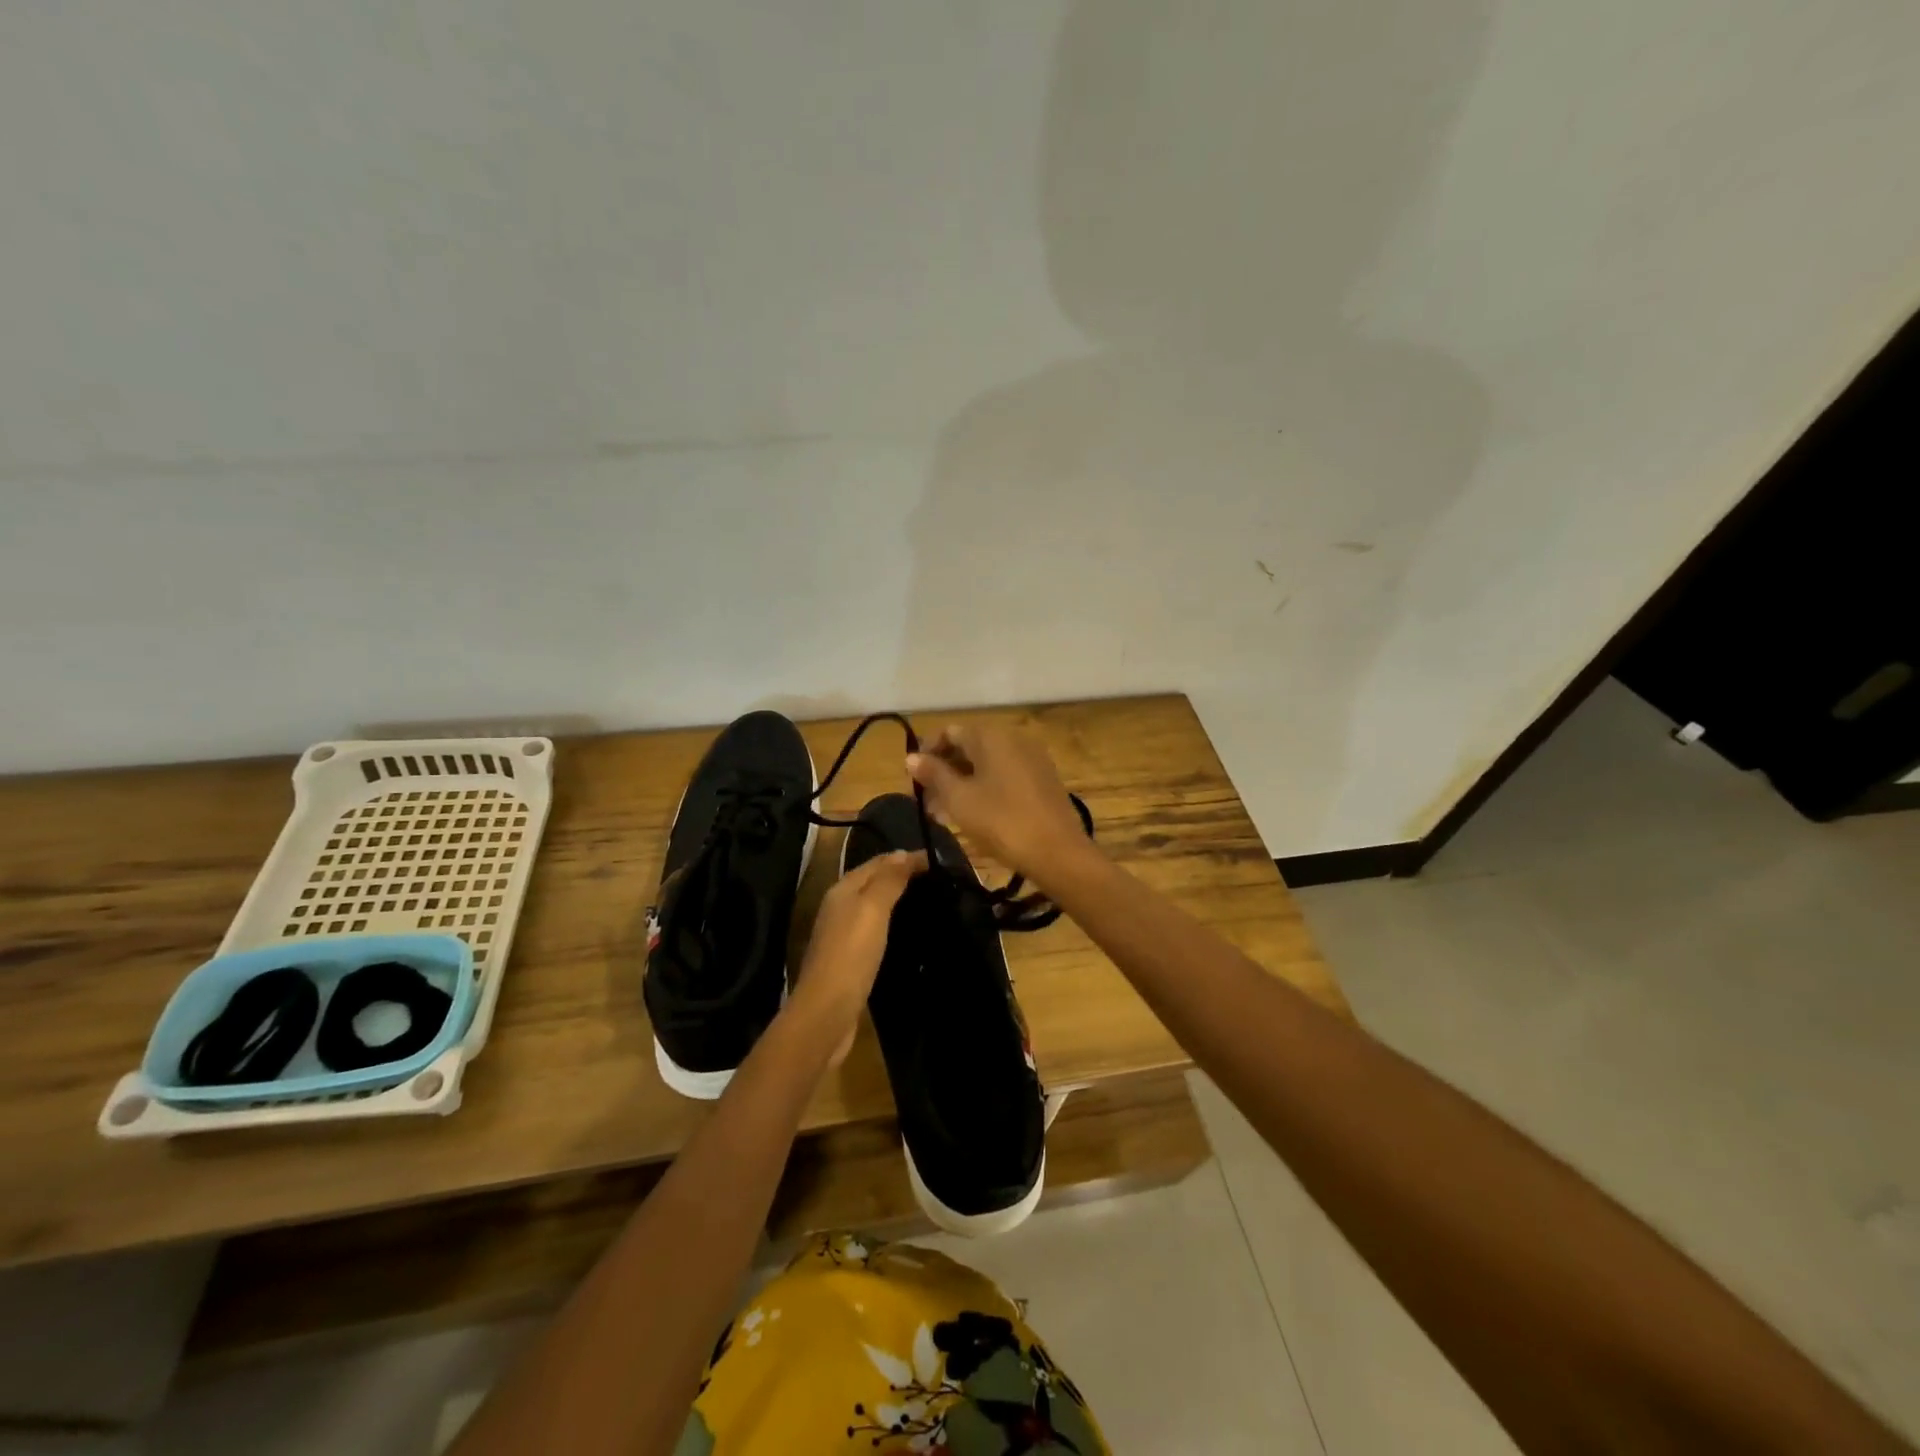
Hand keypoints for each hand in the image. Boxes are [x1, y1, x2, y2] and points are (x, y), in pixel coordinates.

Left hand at [790, 849, 925, 1063]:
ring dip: (898, 900)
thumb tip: (903, 852)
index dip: (906, 857)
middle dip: (902, 875)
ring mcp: (843, 935)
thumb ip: (888, 880)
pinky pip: (875, 931)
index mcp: (843, 890)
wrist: (827, 1012)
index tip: (940, 860)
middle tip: (939, 878)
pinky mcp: (850, 960)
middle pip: (874, 882)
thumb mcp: (872, 909)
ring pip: (874, 907)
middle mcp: (840, 907)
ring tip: (930, 900)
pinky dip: (893, 924)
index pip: (878, 862)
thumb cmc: (851, 954)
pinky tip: (909, 932)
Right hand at [907, 724, 1092, 883]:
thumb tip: (911, 757)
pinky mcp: (1042, 780)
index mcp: (991, 736)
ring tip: (942, 814)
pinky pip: (1004, 776)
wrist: (1057, 852)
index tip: (912, 780)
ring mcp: (1031, 759)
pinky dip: (983, 789)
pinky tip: (971, 815)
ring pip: (986, 765)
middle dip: (943, 771)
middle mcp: (1013, 738)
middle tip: (925, 801)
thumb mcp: (959, 799)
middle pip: (968, 747)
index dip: (926, 753)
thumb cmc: (1001, 821)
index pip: (948, 732)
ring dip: (961, 783)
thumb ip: (933, 774)